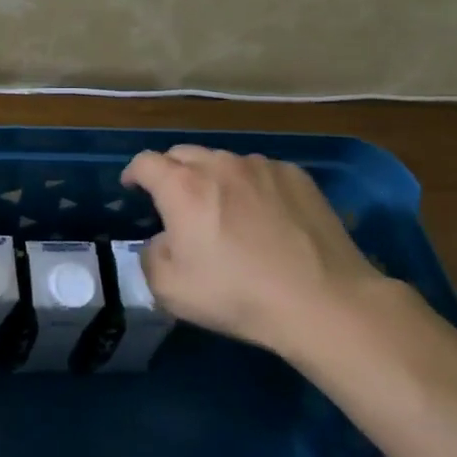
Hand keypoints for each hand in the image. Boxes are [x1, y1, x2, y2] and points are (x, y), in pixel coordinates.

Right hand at [120, 145, 398, 359]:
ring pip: (223, 161)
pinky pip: (261, 172)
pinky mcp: (297, 177)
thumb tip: (162, 240)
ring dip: (213, 178)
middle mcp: (219, 165)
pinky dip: (251, 186)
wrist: (323, 302)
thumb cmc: (237, 295)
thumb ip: (151, 256)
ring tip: (224, 208)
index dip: (133, 173)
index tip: (132, 189)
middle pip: (182, 154)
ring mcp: (261, 167)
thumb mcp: (169, 290)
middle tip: (175, 202)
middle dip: (171, 172)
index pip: (145, 162)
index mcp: (182, 187)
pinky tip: (265, 216)